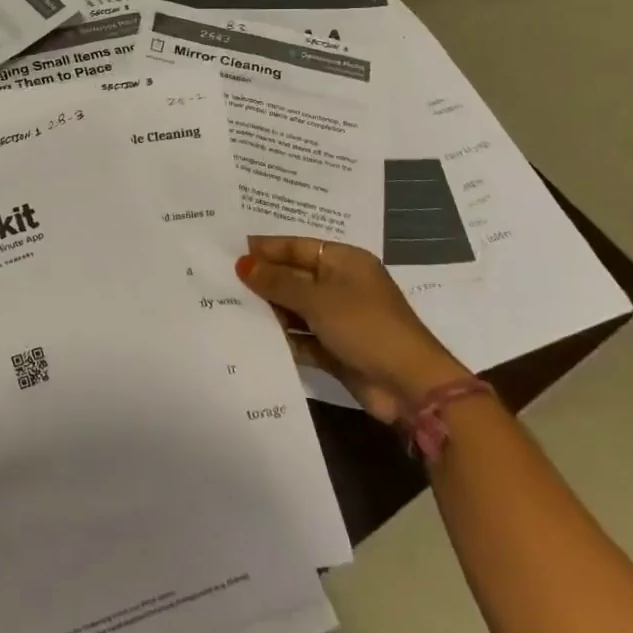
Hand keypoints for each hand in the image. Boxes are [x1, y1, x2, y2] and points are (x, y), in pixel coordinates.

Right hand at [236, 236, 466, 424]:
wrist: (410, 386)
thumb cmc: (364, 326)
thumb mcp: (316, 299)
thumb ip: (277, 282)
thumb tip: (242, 264)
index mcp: (344, 262)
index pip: (297, 247)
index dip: (266, 249)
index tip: (231, 252)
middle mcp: (341, 285)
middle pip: (295, 276)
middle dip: (264, 280)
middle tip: (223, 280)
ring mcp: (340, 319)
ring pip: (296, 308)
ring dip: (270, 310)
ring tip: (230, 307)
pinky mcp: (336, 349)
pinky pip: (301, 336)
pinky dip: (282, 337)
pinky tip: (251, 337)